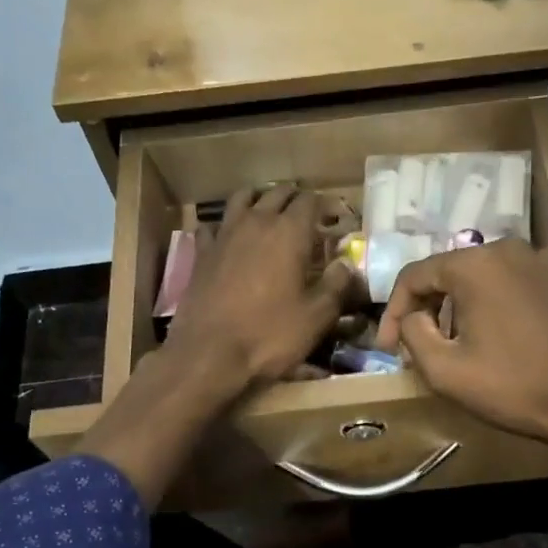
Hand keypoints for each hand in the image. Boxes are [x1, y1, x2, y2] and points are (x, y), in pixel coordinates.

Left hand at [169, 185, 356, 387]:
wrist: (209, 353)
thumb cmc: (270, 335)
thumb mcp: (316, 316)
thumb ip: (336, 285)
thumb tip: (346, 265)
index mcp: (289, 232)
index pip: (311, 201)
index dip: (326, 206)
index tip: (335, 220)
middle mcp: (256, 222)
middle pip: (277, 193)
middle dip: (295, 199)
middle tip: (307, 216)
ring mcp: (224, 234)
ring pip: (243, 198)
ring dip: (260, 200)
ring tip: (269, 213)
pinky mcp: (202, 253)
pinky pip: (213, 225)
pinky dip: (225, 225)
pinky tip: (229, 237)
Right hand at [374, 240, 547, 458]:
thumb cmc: (512, 386)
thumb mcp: (444, 370)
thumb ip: (412, 333)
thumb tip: (412, 316)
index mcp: (475, 265)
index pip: (414, 275)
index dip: (392, 311)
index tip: (387, 347)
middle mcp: (508, 249)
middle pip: (449, 272)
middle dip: (427, 308)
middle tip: (419, 346)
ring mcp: (542, 261)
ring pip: (482, 277)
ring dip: (460, 306)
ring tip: (457, 344)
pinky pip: (514, 284)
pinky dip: (495, 304)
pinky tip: (498, 337)